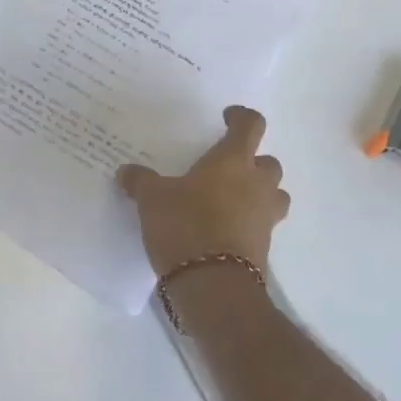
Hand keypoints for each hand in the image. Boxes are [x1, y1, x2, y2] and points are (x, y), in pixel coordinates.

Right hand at [117, 106, 289, 275]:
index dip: (241, 117)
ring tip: (232, 200)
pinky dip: (248, 223)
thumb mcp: (152, 199)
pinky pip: (261, 225)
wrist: (213, 283)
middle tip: (227, 168)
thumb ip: (141, 182)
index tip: (228, 117)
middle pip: (268, 163)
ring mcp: (265, 217)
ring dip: (259, 193)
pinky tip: (223, 229)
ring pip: (274, 195)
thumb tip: (127, 172)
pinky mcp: (264, 246)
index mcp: (233, 161)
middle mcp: (257, 184)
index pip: (251, 126)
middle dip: (252, 163)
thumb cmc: (185, 225)